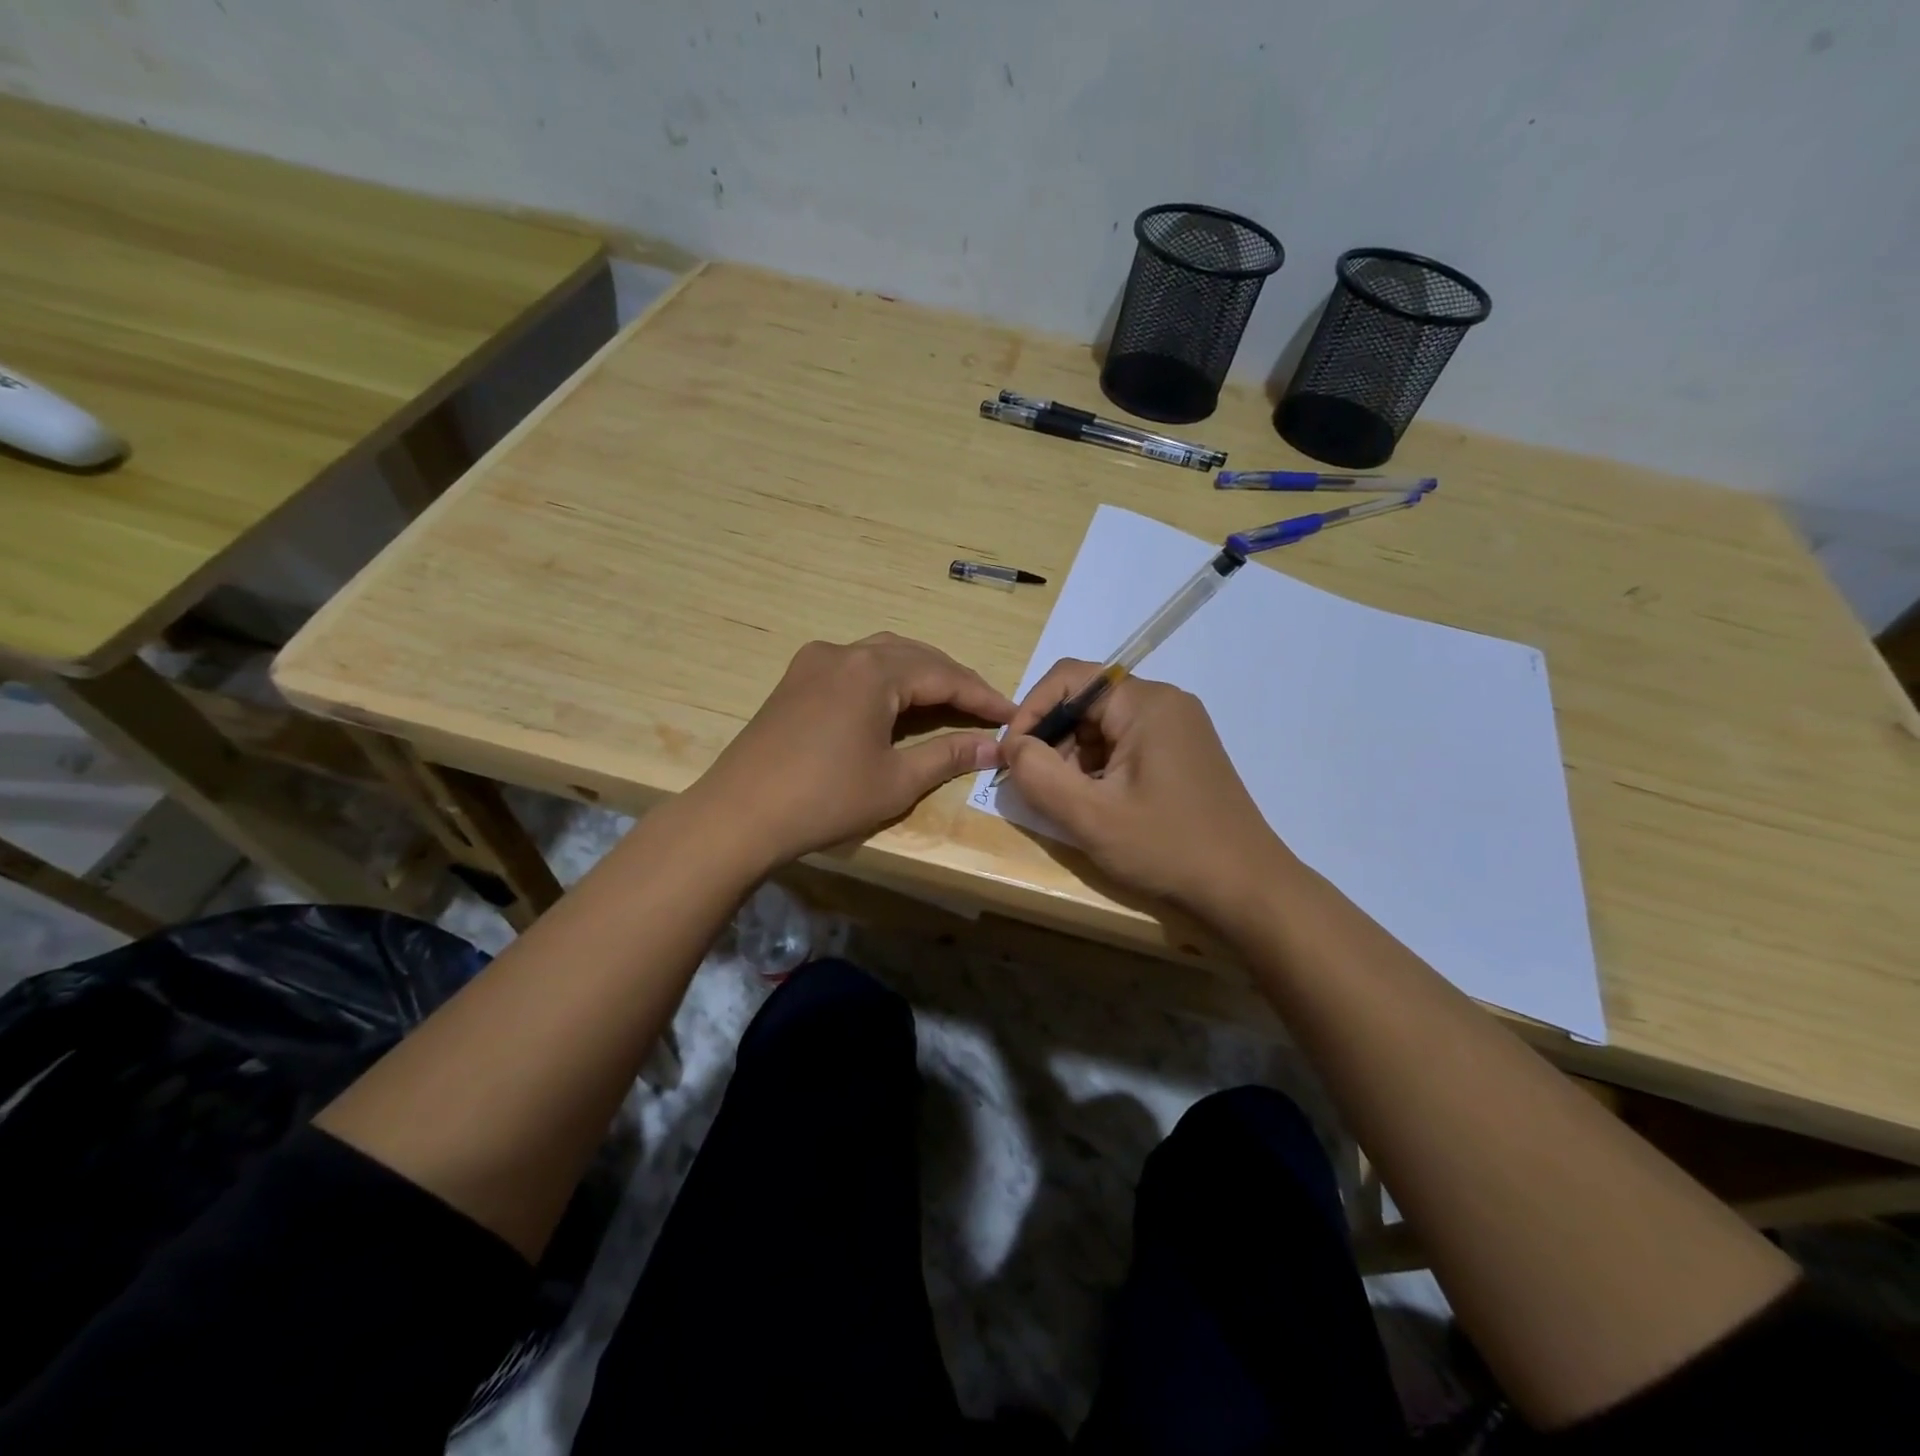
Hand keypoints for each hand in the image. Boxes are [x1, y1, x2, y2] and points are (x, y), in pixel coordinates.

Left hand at [691, 633, 1013, 869]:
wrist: (738, 815)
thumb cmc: (824, 800)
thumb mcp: (896, 781)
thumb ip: (948, 756)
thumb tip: (995, 747)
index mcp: (873, 672)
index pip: (944, 675)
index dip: (982, 696)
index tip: (1012, 715)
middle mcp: (844, 652)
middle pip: (915, 656)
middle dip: (954, 680)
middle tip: (985, 708)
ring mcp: (814, 662)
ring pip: (883, 654)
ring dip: (920, 673)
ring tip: (949, 700)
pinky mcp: (795, 679)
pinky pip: (854, 665)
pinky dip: (886, 677)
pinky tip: (895, 701)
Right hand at [1000, 660, 1292, 918]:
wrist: (1247, 889)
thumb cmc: (1168, 848)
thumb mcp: (1090, 816)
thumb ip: (1039, 775)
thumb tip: (1013, 746)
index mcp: (1146, 703)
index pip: (1070, 678)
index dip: (1031, 711)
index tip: (1012, 757)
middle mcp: (1164, 703)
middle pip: (1086, 702)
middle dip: (1053, 740)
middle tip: (1038, 788)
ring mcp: (1177, 728)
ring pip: (1103, 727)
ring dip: (1074, 759)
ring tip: (1069, 803)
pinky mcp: (1182, 754)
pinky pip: (1124, 746)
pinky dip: (1099, 769)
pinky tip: (1098, 806)